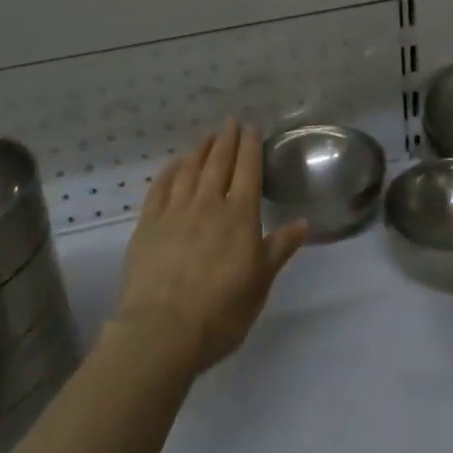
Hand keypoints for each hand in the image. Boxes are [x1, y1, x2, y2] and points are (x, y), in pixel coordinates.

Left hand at [113, 120, 308, 377]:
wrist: (163, 329)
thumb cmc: (221, 311)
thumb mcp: (260, 283)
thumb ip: (279, 248)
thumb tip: (303, 223)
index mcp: (240, 216)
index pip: (248, 170)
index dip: (250, 147)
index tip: (251, 128)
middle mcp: (208, 203)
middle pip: (219, 162)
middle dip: (227, 140)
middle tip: (230, 122)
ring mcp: (175, 211)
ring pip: (190, 169)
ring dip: (200, 150)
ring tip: (207, 137)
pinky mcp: (148, 223)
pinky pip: (161, 187)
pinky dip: (171, 170)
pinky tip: (176, 164)